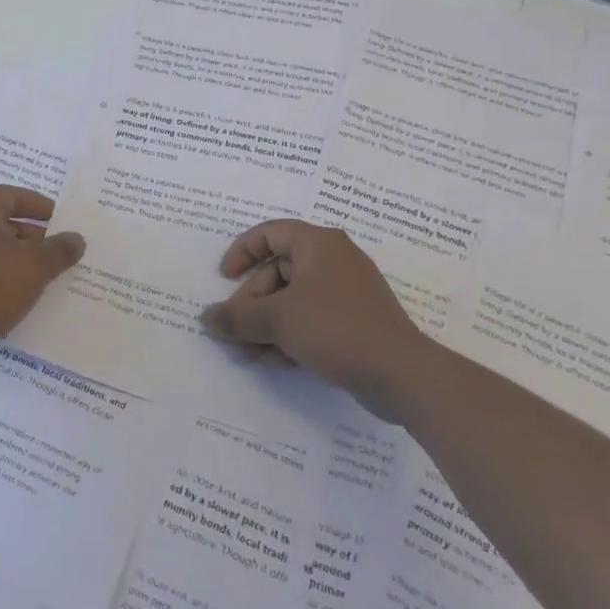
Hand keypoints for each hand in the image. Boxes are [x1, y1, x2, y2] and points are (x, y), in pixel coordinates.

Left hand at [0, 186, 85, 367]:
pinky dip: (11, 282)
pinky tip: (32, 298)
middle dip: (37, 236)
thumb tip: (76, 238)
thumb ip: (59, 249)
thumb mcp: (34, 265)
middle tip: (64, 251)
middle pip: (5, 224)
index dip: (38, 205)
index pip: (10, 195)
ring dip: (26, 262)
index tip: (63, 219)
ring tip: (55, 276)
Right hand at [200, 219, 434, 421]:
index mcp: (317, 244)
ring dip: (266, 326)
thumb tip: (207, 318)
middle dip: (251, 304)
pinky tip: (275, 362)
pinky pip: (311, 319)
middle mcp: (333, 260)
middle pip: (277, 273)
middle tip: (234, 332)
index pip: (269, 233)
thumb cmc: (335, 328)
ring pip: (292, 300)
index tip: (224, 278)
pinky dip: (290, 335)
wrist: (402, 375)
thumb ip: (237, 317)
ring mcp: (346, 292)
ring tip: (248, 355)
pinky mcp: (354, 322)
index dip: (241, 252)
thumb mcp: (278, 321)